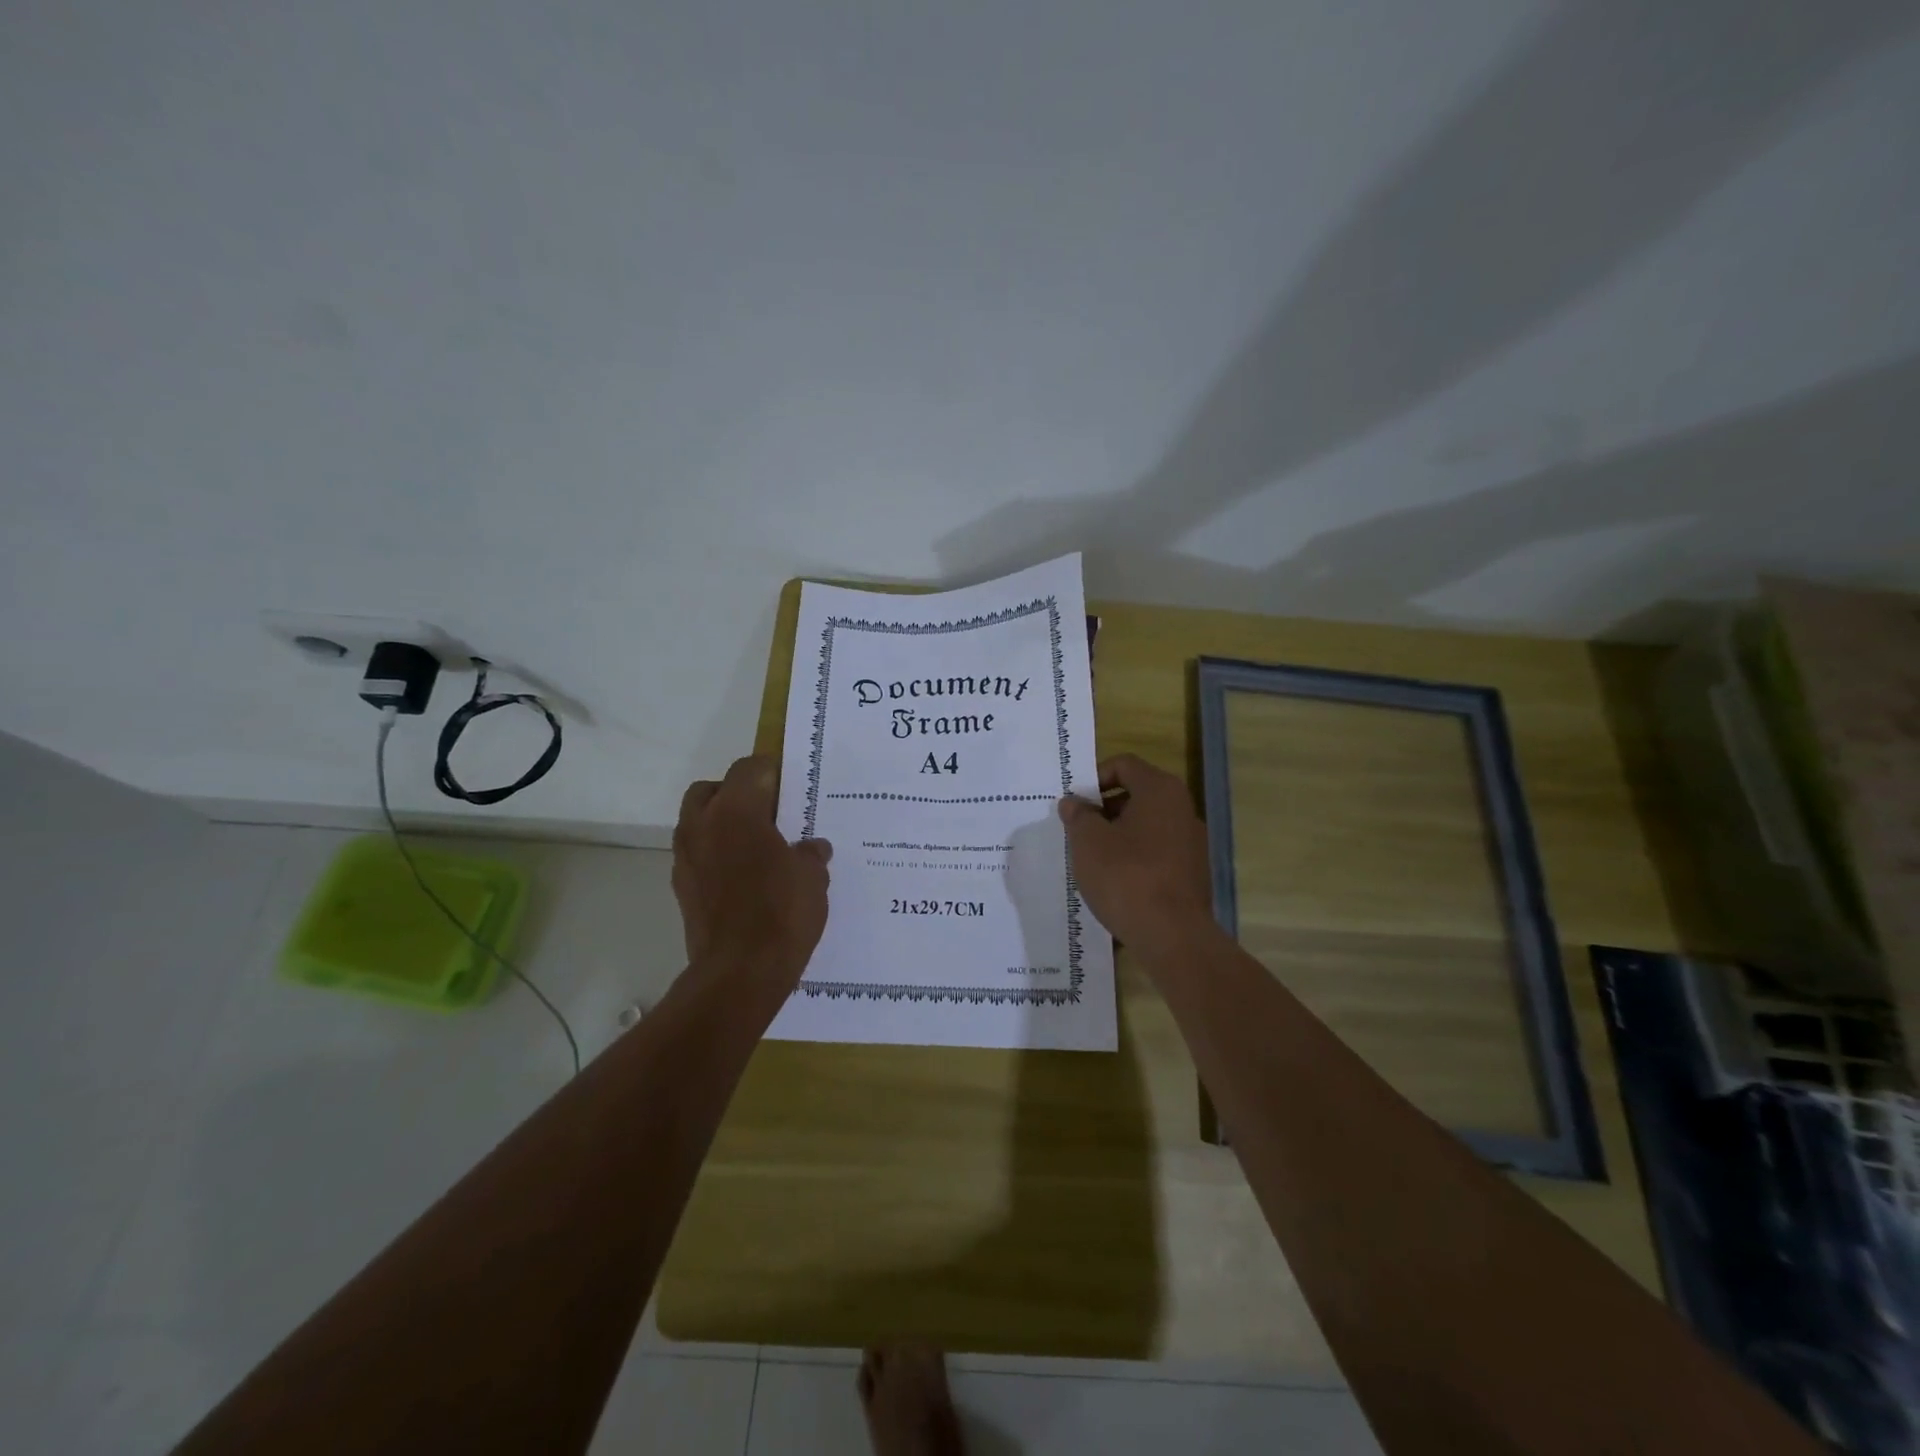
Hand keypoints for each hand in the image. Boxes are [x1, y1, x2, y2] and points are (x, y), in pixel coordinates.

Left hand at [673, 755, 831, 978]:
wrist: (739, 973)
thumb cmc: (781, 912)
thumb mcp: (812, 877)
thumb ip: (810, 854)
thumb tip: (811, 848)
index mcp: (735, 811)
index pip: (748, 769)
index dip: (771, 771)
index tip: (792, 784)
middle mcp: (702, 826)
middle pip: (711, 789)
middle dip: (737, 793)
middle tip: (768, 812)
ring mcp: (686, 859)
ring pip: (698, 822)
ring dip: (722, 824)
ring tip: (757, 845)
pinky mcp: (681, 889)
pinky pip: (698, 856)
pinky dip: (716, 855)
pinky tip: (745, 876)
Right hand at [1058, 753, 1212, 951]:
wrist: (1172, 935)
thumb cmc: (1126, 876)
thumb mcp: (1088, 842)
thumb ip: (1078, 816)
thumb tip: (1074, 803)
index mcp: (1160, 790)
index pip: (1124, 765)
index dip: (1095, 777)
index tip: (1075, 803)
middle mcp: (1182, 808)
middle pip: (1137, 794)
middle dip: (1104, 808)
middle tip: (1078, 830)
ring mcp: (1192, 842)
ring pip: (1147, 825)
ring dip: (1118, 835)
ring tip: (1092, 858)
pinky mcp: (1192, 872)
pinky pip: (1157, 852)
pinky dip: (1135, 858)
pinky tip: (1116, 881)